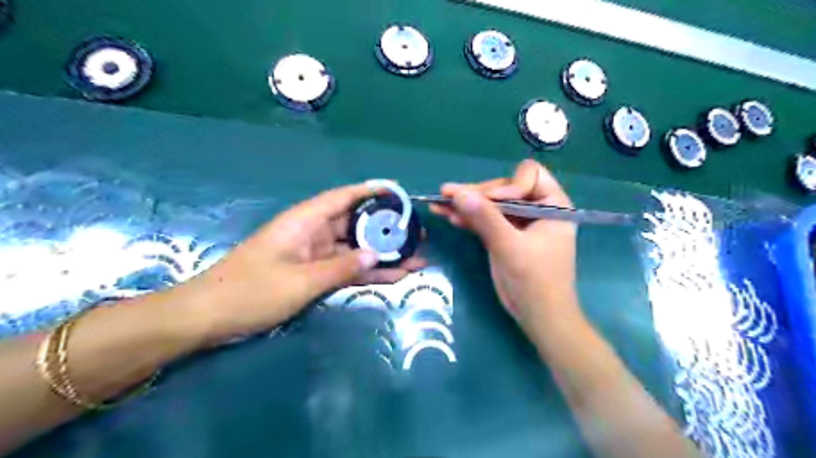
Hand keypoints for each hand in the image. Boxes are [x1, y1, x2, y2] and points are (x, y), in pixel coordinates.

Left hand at [174, 184, 424, 341]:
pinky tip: (393, 276)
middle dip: (386, 229)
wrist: (208, 318)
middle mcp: (312, 233)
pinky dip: (366, 272)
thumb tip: (376, 255)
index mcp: (305, 221)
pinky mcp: (313, 274)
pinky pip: (346, 269)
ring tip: (415, 258)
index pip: (344, 197)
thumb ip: (341, 267)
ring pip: (355, 249)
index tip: (400, 193)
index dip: (372, 192)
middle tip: (417, 235)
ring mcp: (313, 255)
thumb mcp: (299, 281)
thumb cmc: (250, 291)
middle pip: (355, 224)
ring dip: (382, 254)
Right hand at [432, 160, 579, 331]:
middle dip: (477, 194)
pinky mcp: (505, 235)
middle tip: (448, 195)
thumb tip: (458, 193)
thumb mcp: (510, 247)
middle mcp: (536, 208)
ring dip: (466, 204)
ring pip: (491, 204)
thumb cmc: (535, 281)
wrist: (539, 316)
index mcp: (552, 204)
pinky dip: (468, 218)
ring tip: (439, 202)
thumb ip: (485, 218)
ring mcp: (518, 222)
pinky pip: (485, 220)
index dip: (508, 186)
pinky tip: (448, 215)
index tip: (492, 204)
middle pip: (503, 188)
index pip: (529, 176)